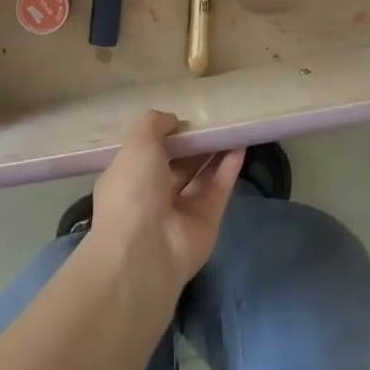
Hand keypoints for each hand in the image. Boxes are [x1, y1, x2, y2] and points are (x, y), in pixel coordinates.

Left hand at [86, 111, 243, 287]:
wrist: (145, 252)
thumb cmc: (133, 190)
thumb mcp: (137, 144)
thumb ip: (154, 124)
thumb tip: (173, 120)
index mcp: (129, 177)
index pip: (147, 152)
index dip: (164, 134)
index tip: (183, 117)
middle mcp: (153, 194)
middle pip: (178, 163)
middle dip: (193, 142)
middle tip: (213, 118)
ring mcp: (180, 210)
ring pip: (200, 174)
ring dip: (215, 151)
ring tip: (232, 125)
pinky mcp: (206, 221)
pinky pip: (218, 188)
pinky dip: (229, 167)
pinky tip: (241, 144)